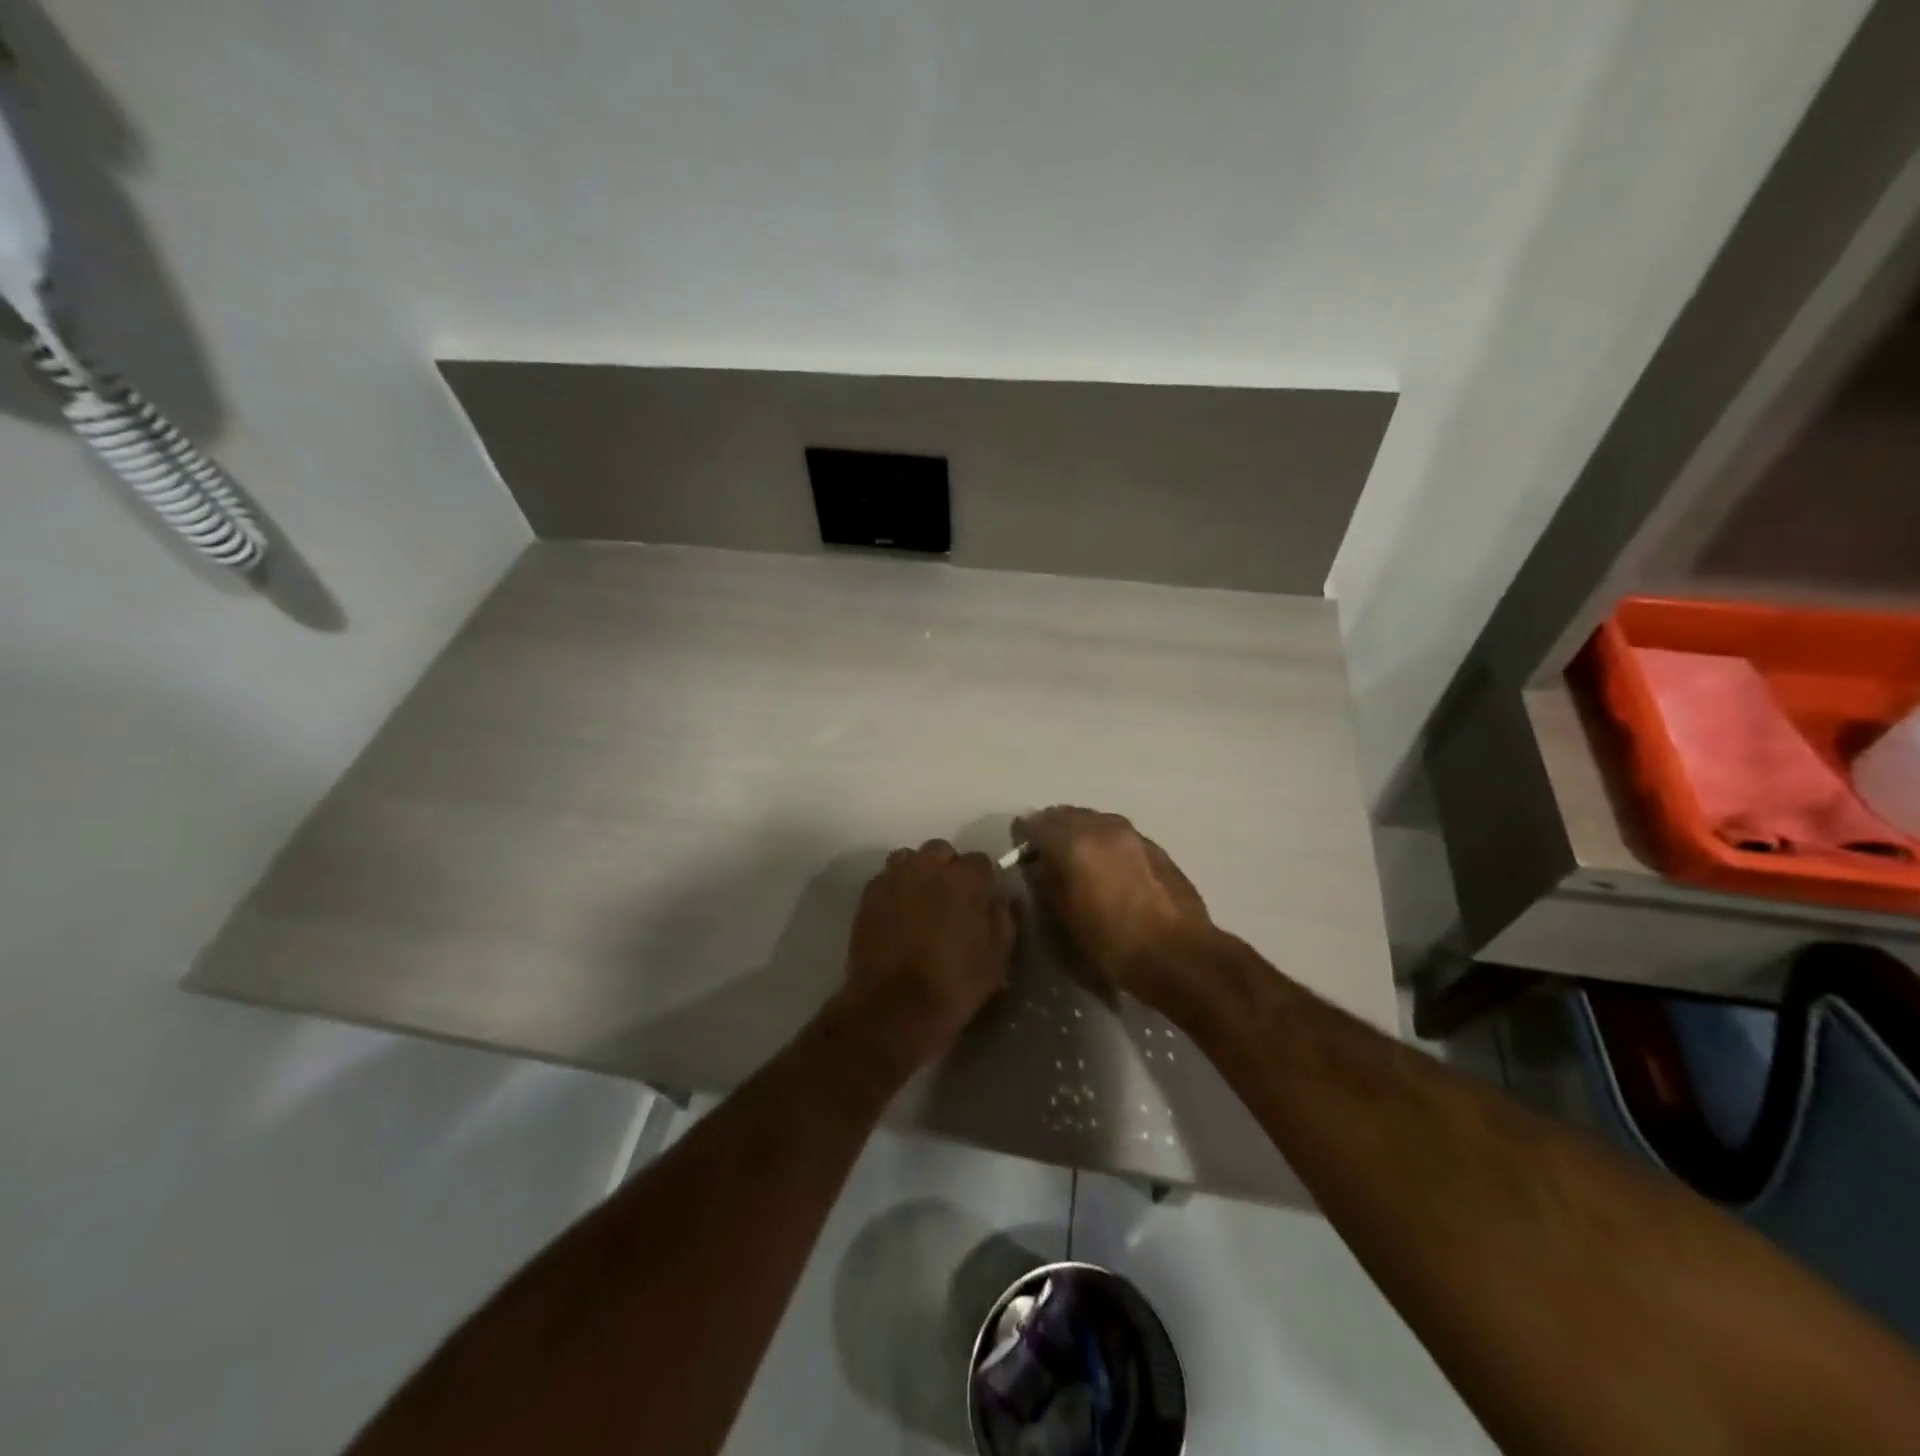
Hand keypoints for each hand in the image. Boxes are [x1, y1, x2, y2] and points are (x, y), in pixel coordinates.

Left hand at [841, 839, 1013, 1069]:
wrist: (893, 1007)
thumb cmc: (954, 984)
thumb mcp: (997, 959)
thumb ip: (1003, 920)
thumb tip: (1000, 899)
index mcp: (965, 879)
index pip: (981, 861)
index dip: (983, 881)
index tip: (981, 900)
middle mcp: (928, 866)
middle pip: (942, 851)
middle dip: (948, 869)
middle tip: (950, 900)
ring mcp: (894, 877)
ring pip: (910, 858)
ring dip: (918, 872)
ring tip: (921, 902)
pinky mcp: (868, 894)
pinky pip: (886, 878)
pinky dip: (895, 888)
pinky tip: (897, 913)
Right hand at [1012, 806, 1211, 1010]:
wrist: (1178, 954)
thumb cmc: (1112, 943)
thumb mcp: (1064, 919)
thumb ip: (1046, 882)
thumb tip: (1037, 864)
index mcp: (1073, 843)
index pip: (1034, 824)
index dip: (1022, 836)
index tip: (1018, 851)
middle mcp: (1102, 827)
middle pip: (1065, 814)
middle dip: (1051, 829)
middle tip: (1046, 854)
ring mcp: (1132, 833)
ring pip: (1094, 820)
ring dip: (1080, 832)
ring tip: (1077, 860)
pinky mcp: (1154, 846)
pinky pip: (1118, 833)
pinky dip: (1104, 842)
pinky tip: (1108, 868)